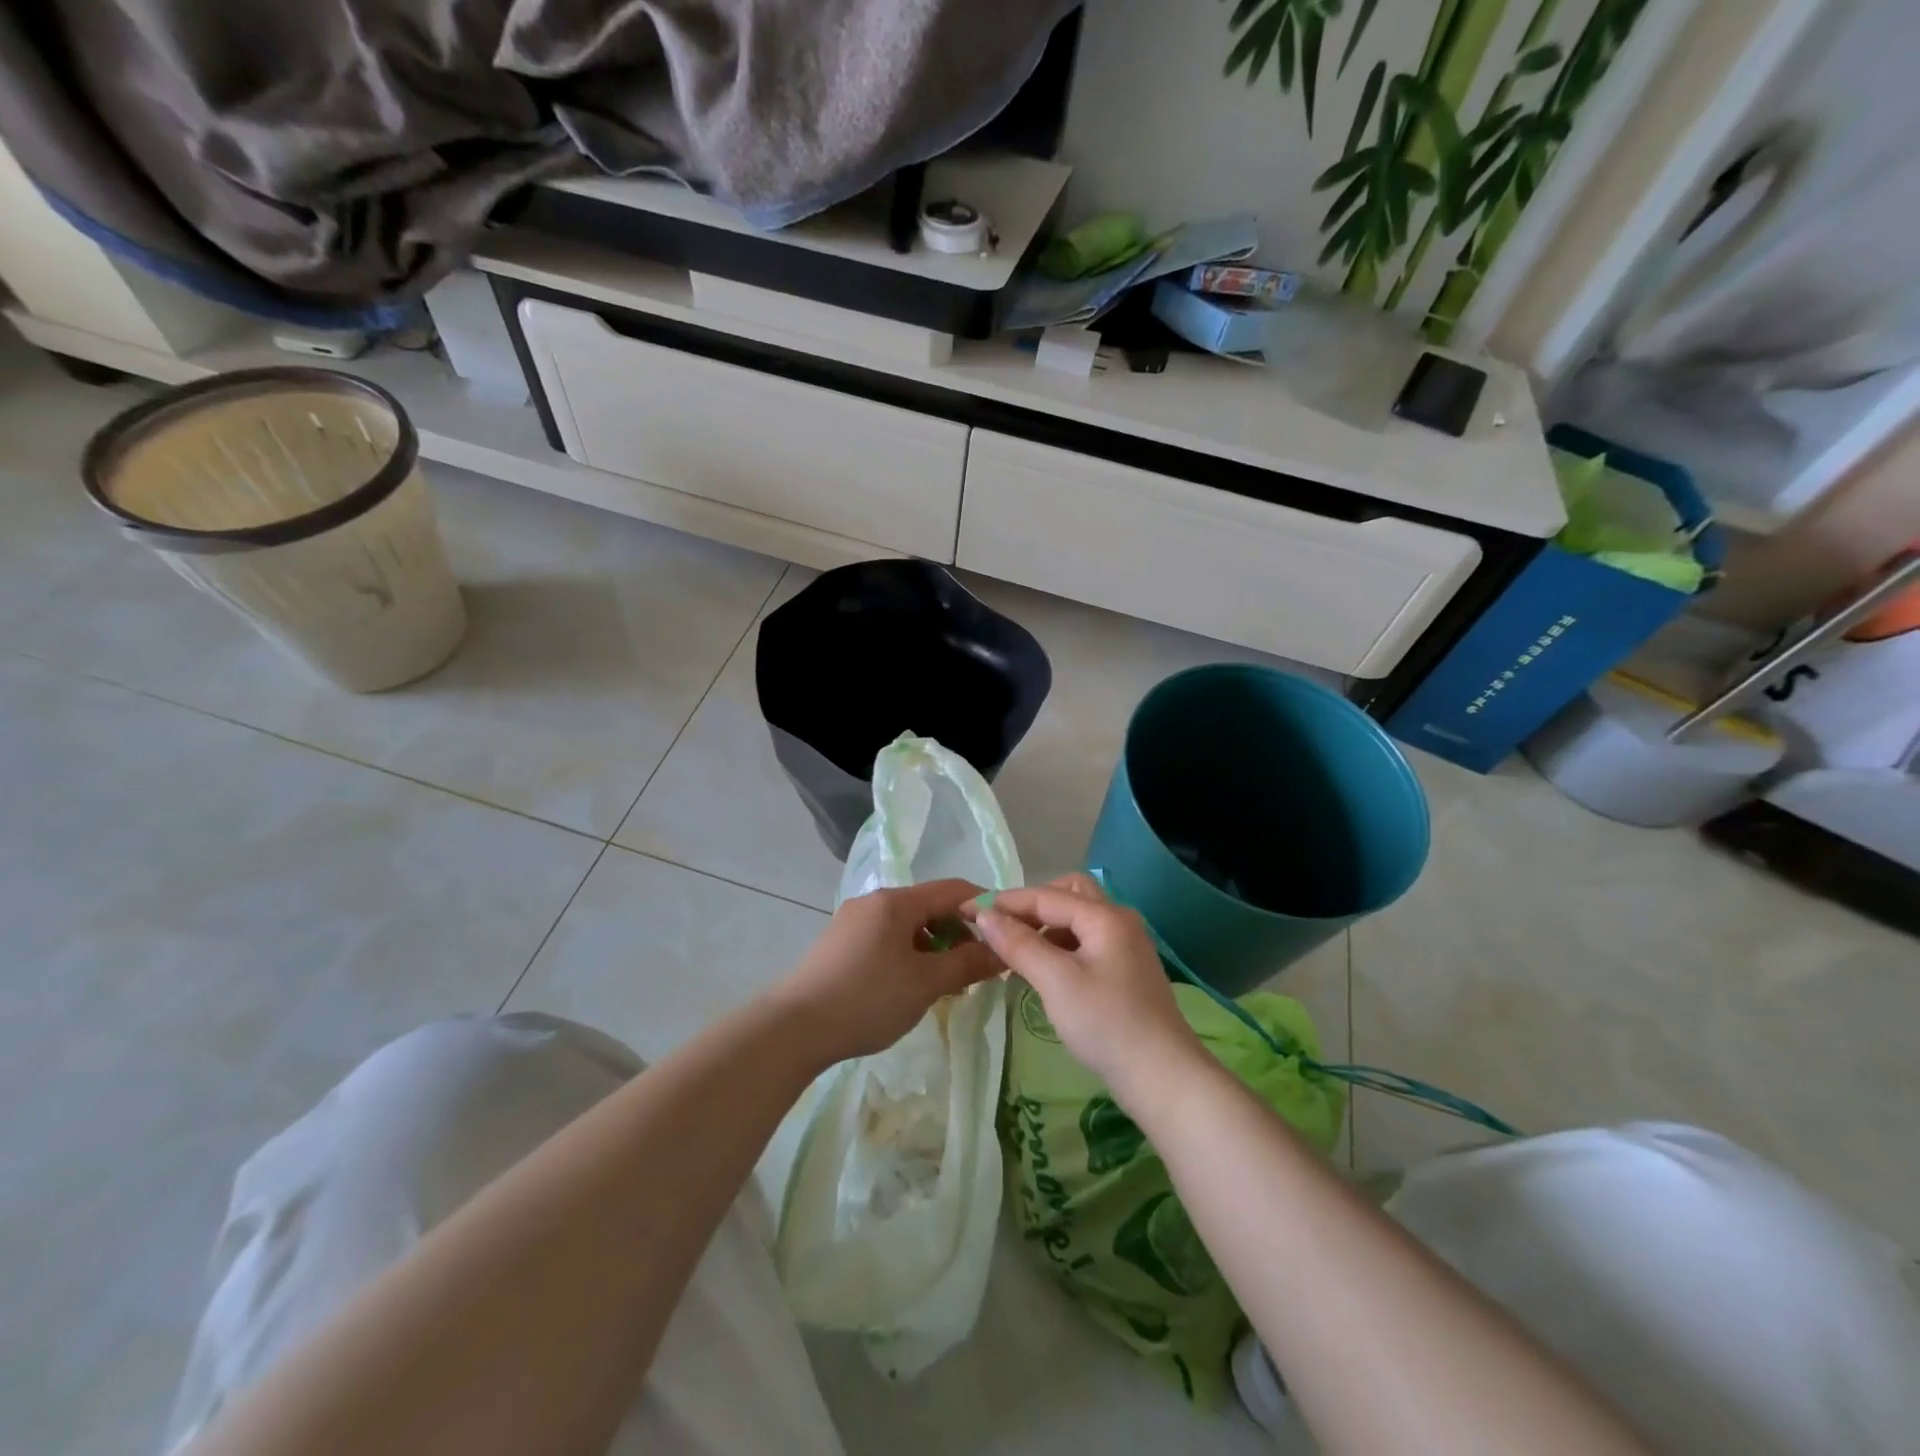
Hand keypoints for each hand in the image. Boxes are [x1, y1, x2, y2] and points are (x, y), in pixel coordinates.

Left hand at [770, 879, 1003, 1065]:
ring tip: (948, 982)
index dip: (984, 907)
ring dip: (934, 946)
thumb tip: (1002, 952)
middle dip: (959, 932)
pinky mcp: (840, 945)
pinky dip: (909, 955)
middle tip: (979, 966)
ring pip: (907, 925)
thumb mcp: (926, 983)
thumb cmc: (868, 999)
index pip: (953, 889)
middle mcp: (874, 902)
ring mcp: (853, 922)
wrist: (794, 1029)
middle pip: (929, 906)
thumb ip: (967, 963)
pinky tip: (912, 986)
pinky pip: (886, 940)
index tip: (1008, 933)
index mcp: (896, 901)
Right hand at [964, 873, 1204, 1104]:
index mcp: (1105, 916)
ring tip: (1016, 952)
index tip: (969, 910)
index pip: (1046, 896)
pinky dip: (1060, 946)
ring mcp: (1126, 946)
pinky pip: (1086, 942)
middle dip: (1032, 905)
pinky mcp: (1126, 971)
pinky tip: (1043, 971)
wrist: (1163, 1077)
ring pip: (1078, 919)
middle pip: (1069, 894)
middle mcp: (1119, 921)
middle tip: (1002, 926)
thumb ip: (1019, 944)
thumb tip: (985, 914)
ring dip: (1046, 926)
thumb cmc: (1106, 1024)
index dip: (1005, 901)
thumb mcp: (1056, 981)